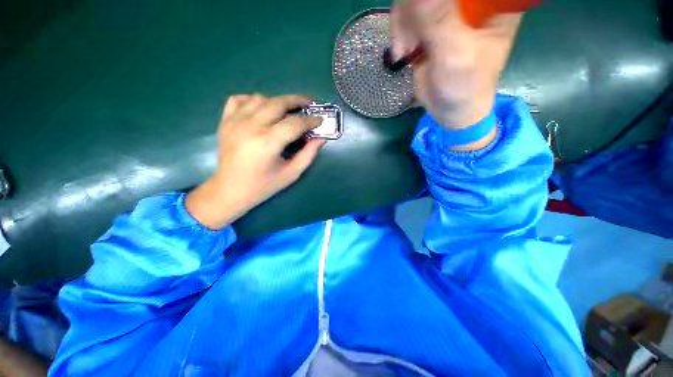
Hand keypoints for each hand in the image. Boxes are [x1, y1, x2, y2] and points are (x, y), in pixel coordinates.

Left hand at [186, 94, 323, 228]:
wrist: (229, 190)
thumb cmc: (263, 186)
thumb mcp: (291, 174)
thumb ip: (308, 155)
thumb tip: (320, 139)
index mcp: (268, 143)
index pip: (295, 123)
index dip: (310, 120)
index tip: (320, 120)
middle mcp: (250, 127)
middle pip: (278, 103)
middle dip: (297, 101)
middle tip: (309, 104)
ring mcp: (235, 121)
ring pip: (260, 98)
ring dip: (277, 102)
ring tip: (287, 111)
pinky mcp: (225, 121)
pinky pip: (239, 99)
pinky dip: (253, 100)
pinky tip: (262, 110)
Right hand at [390, 0, 521, 128]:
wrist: (451, 111)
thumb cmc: (464, 86)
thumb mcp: (455, 54)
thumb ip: (439, 21)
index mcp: (491, 3)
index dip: (433, 1)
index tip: (421, 13)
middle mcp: (469, 3)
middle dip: (412, 8)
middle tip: (407, 38)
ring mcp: (447, 12)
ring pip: (415, 0)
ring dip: (402, 23)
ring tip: (403, 51)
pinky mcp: (429, 27)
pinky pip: (407, 15)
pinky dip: (399, 32)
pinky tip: (402, 52)